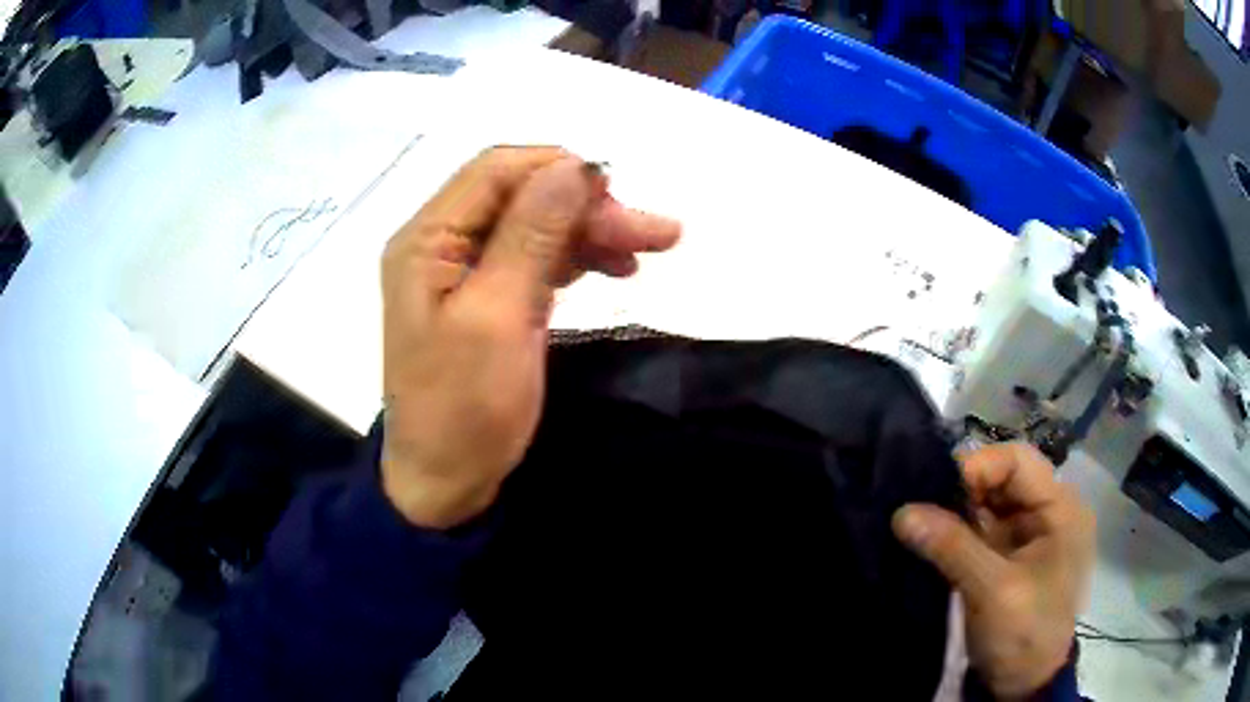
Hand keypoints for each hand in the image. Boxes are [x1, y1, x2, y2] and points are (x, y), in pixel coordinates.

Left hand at [379, 147, 680, 528]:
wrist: (447, 482)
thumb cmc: (464, 407)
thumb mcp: (499, 316)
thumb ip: (533, 234)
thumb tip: (574, 166)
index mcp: (427, 238)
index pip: (496, 171)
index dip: (558, 170)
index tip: (617, 192)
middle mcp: (441, 243)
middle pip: (522, 196)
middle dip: (588, 206)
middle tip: (657, 233)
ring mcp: (466, 271)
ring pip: (537, 225)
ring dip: (592, 231)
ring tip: (653, 248)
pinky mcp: (490, 296)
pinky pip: (537, 259)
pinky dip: (578, 258)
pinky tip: (616, 269)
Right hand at [893, 443, 1094, 698]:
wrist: (1026, 683)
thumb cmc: (1024, 632)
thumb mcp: (992, 591)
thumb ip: (953, 548)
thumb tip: (902, 512)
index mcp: (1061, 509)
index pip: (1018, 462)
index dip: (978, 468)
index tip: (934, 491)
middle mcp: (1049, 512)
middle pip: (1003, 480)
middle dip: (963, 491)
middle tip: (921, 506)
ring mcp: (1030, 536)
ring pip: (990, 505)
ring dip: (957, 512)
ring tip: (921, 522)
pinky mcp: (1012, 557)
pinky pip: (983, 531)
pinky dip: (958, 533)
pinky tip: (933, 540)